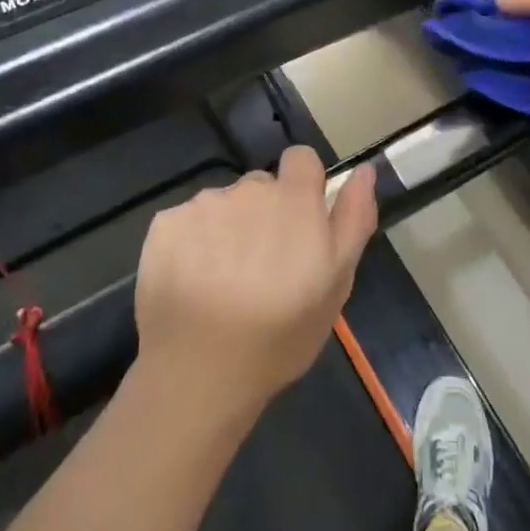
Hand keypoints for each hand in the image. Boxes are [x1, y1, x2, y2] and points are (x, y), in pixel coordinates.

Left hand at [134, 147, 378, 417]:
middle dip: (263, 215)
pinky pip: (186, 223)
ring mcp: (202, 205)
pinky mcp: (165, 224)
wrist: (201, 371)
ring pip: (222, 206)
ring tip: (223, 283)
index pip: (301, 159)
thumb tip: (365, 169)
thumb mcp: (337, 282)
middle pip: (260, 186)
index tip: (299, 224)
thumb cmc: (281, 333)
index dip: (302, 185)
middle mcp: (247, 189)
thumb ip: (353, 218)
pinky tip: (191, 284)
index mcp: (293, 199)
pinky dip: (190, 245)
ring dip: (227, 230)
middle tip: (262, 268)